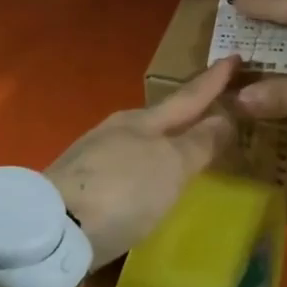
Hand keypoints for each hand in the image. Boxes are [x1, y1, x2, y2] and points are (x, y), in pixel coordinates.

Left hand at [46, 57, 238, 268]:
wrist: (53, 230)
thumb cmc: (122, 190)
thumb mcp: (170, 167)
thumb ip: (199, 143)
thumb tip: (224, 116)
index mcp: (141, 121)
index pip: (187, 97)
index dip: (213, 80)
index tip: (233, 56)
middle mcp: (116, 133)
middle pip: (159, 120)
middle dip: (186, 115)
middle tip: (214, 112)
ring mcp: (93, 160)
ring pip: (138, 146)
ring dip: (163, 147)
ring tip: (184, 155)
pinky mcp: (79, 191)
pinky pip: (122, 174)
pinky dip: (142, 175)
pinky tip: (146, 191)